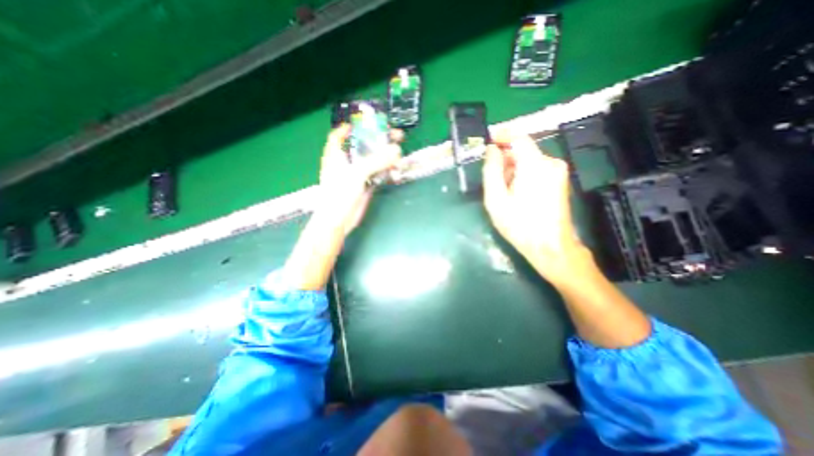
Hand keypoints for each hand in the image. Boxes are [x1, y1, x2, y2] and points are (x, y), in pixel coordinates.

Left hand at [284, 125, 403, 289]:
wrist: (339, 220)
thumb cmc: (340, 193)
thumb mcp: (357, 173)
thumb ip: (376, 161)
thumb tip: (396, 150)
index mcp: (336, 154)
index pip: (341, 134)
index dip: (352, 126)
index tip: (368, 122)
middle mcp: (346, 161)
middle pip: (363, 145)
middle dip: (378, 140)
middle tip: (395, 135)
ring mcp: (356, 174)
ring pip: (372, 159)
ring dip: (385, 156)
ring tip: (399, 152)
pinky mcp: (365, 184)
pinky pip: (377, 173)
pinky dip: (386, 170)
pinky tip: (395, 169)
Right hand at [478, 127, 587, 284]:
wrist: (550, 246)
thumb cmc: (519, 224)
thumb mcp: (496, 198)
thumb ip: (491, 170)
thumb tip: (492, 149)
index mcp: (534, 164)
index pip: (518, 137)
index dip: (502, 135)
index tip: (489, 141)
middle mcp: (550, 162)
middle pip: (523, 150)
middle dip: (505, 159)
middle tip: (493, 179)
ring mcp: (558, 171)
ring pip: (530, 160)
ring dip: (513, 169)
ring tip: (504, 191)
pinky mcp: (560, 180)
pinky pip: (537, 168)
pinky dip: (524, 174)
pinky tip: (517, 193)